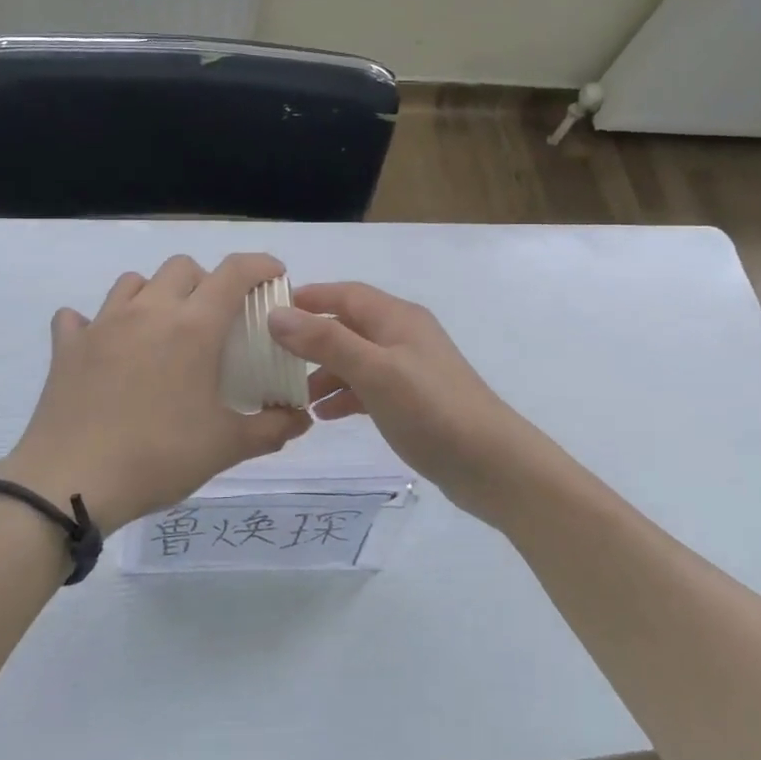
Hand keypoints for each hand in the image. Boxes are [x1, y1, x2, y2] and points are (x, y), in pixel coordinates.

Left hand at [0, 254, 310, 533]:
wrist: (70, 482)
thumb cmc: (158, 457)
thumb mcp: (226, 447)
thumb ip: (271, 428)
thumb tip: (301, 418)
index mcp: (193, 327)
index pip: (234, 272)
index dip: (260, 265)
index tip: (274, 275)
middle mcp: (149, 311)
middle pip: (182, 267)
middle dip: (206, 280)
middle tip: (214, 317)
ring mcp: (103, 324)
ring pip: (134, 282)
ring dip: (155, 293)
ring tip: (162, 328)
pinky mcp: (68, 346)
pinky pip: (79, 317)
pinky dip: (95, 323)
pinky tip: (104, 347)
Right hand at [268, 283, 562, 522]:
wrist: (492, 465)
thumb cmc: (432, 409)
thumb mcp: (375, 371)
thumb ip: (326, 341)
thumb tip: (277, 314)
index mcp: (397, 318)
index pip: (345, 294)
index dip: (309, 298)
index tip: (268, 312)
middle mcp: (402, 336)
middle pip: (347, 326)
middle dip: (310, 339)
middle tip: (271, 358)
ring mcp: (409, 370)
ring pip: (355, 360)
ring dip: (324, 372)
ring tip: (291, 395)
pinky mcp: (412, 401)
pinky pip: (368, 388)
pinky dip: (344, 396)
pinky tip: (323, 416)